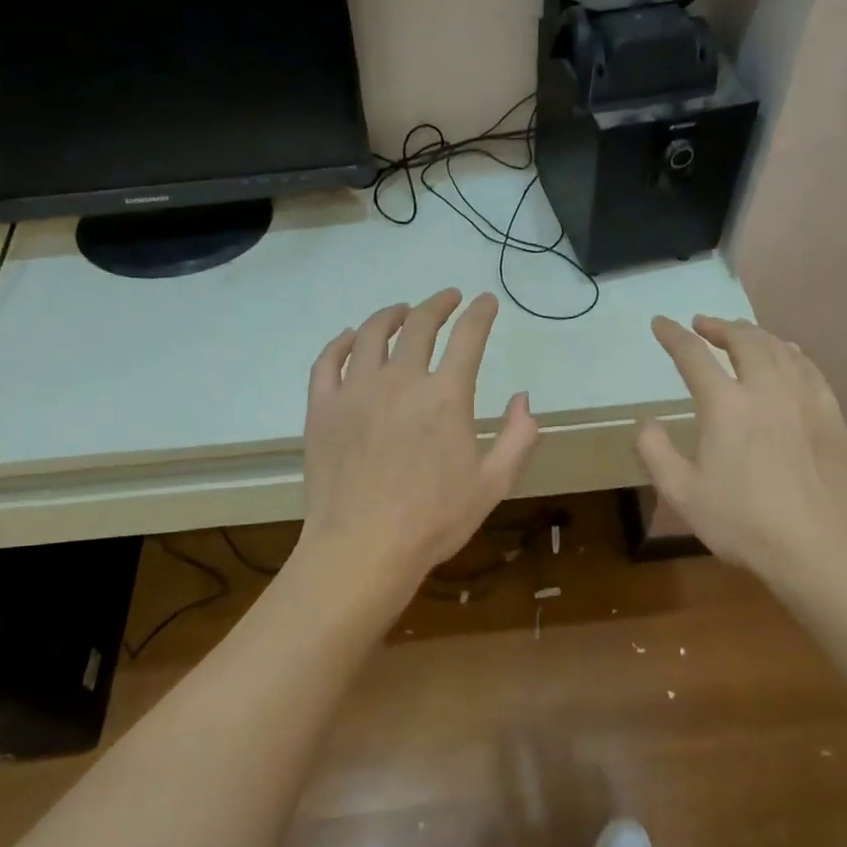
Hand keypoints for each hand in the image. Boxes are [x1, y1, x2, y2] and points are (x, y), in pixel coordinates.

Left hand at [300, 289, 538, 600]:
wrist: (362, 548)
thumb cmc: (434, 520)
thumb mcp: (493, 483)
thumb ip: (518, 436)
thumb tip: (523, 398)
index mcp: (446, 396)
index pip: (468, 336)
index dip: (481, 313)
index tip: (486, 302)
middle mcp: (401, 380)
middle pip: (420, 323)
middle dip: (439, 304)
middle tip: (448, 299)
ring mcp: (356, 390)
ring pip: (371, 333)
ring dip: (391, 314)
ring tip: (401, 311)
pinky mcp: (322, 407)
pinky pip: (328, 360)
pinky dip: (340, 342)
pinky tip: (349, 337)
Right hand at [636, 316, 846, 588]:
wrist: (818, 548)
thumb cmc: (743, 522)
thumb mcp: (682, 494)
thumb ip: (655, 452)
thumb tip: (646, 423)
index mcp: (725, 405)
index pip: (693, 355)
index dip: (673, 335)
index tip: (661, 323)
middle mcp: (766, 389)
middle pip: (744, 339)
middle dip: (719, 326)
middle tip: (703, 325)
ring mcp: (804, 399)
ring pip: (780, 348)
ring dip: (755, 334)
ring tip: (741, 335)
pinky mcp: (831, 415)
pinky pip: (809, 368)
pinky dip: (791, 353)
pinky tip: (788, 356)